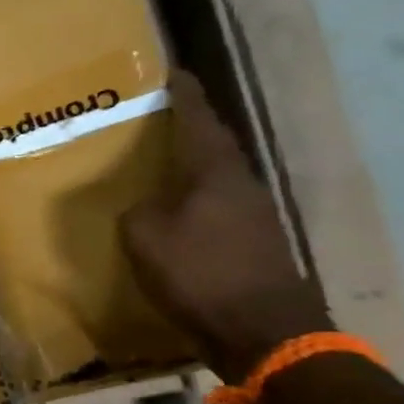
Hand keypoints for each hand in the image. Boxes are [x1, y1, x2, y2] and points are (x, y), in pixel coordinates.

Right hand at [120, 70, 331, 382]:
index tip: (174, 72)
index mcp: (215, 173)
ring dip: (192, 169)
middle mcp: (241, 185)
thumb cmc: (200, 274)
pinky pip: (218, 209)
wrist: (264, 330)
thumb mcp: (145, 238)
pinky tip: (178, 215)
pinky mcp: (256, 243)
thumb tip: (146, 206)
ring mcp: (254, 215)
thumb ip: (139, 211)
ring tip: (161, 167)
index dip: (185, 96)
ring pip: (216, 179)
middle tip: (157, 121)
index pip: (199, 121)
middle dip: (188, 132)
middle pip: (212, 147)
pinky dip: (196, 203)